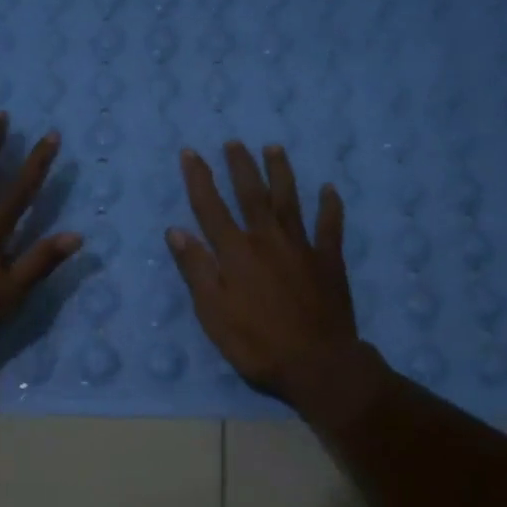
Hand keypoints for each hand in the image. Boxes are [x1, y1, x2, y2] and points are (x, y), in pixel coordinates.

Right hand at [166, 142, 363, 403]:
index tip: (190, 153)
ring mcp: (301, 247)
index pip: (211, 208)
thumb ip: (197, 270)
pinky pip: (330, 226)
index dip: (199, 179)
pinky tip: (329, 189)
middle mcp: (267, 240)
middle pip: (252, 195)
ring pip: (289, 201)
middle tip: (234, 142)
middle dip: (240, 167)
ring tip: (274, 148)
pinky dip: (330, 206)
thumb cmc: (256, 344)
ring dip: (280, 173)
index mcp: (236, 253)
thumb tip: (176, 231)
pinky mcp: (329, 261)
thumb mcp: (213, 313)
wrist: (316, 363)